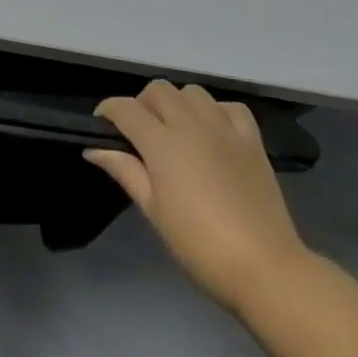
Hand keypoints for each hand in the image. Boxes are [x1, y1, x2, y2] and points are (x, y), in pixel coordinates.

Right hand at [85, 80, 310, 314]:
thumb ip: (125, 171)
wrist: (263, 266)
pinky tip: (212, 133)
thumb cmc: (198, 245)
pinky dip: (215, 111)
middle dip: (142, 103)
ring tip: (175, 131)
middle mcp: (192, 125)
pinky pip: (229, 107)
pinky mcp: (252, 139)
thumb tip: (94, 149)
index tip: (102, 125)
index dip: (108, 110)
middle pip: (159, 90)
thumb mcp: (153, 211)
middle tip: (139, 132)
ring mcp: (225, 128)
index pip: (126, 109)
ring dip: (177, 103)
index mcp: (162, 144)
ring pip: (193, 92)